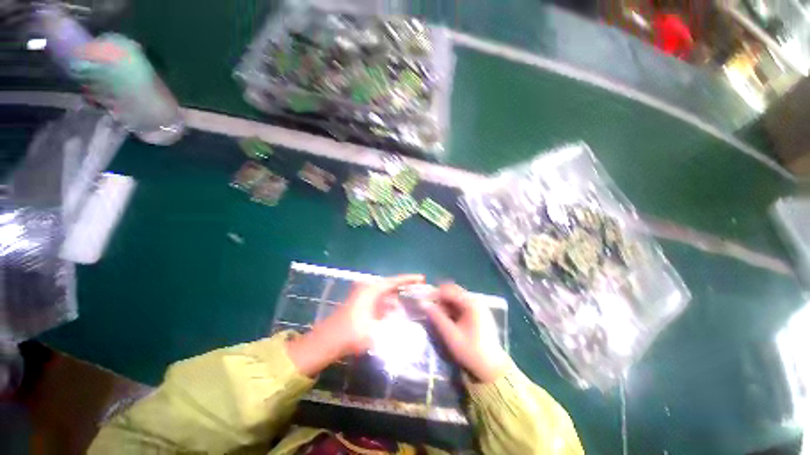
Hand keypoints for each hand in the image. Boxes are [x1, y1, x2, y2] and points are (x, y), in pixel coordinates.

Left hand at [287, 274, 424, 376]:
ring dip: (395, 303)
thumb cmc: (350, 335)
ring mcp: (363, 297)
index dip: (409, 279)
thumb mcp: (375, 331)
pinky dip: (387, 308)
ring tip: (408, 311)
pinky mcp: (361, 305)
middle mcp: (367, 289)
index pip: (394, 281)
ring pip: (385, 296)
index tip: (422, 278)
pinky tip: (394, 317)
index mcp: (371, 290)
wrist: (325, 343)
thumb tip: (404, 318)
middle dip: (404, 292)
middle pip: (390, 287)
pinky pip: (379, 303)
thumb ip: (392, 323)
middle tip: (418, 297)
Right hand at [423, 284, 508, 382]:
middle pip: (454, 291)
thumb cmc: (471, 351)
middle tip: (429, 306)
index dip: (435, 293)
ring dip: (445, 303)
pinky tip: (446, 318)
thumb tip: (424, 304)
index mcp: (471, 303)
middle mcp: (476, 301)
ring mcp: (478, 307)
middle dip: (440, 297)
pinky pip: (462, 305)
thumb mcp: (451, 335)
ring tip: (435, 313)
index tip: (423, 300)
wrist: (492, 368)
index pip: (449, 290)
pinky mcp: (478, 314)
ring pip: (457, 298)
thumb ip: (437, 318)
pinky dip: (452, 308)